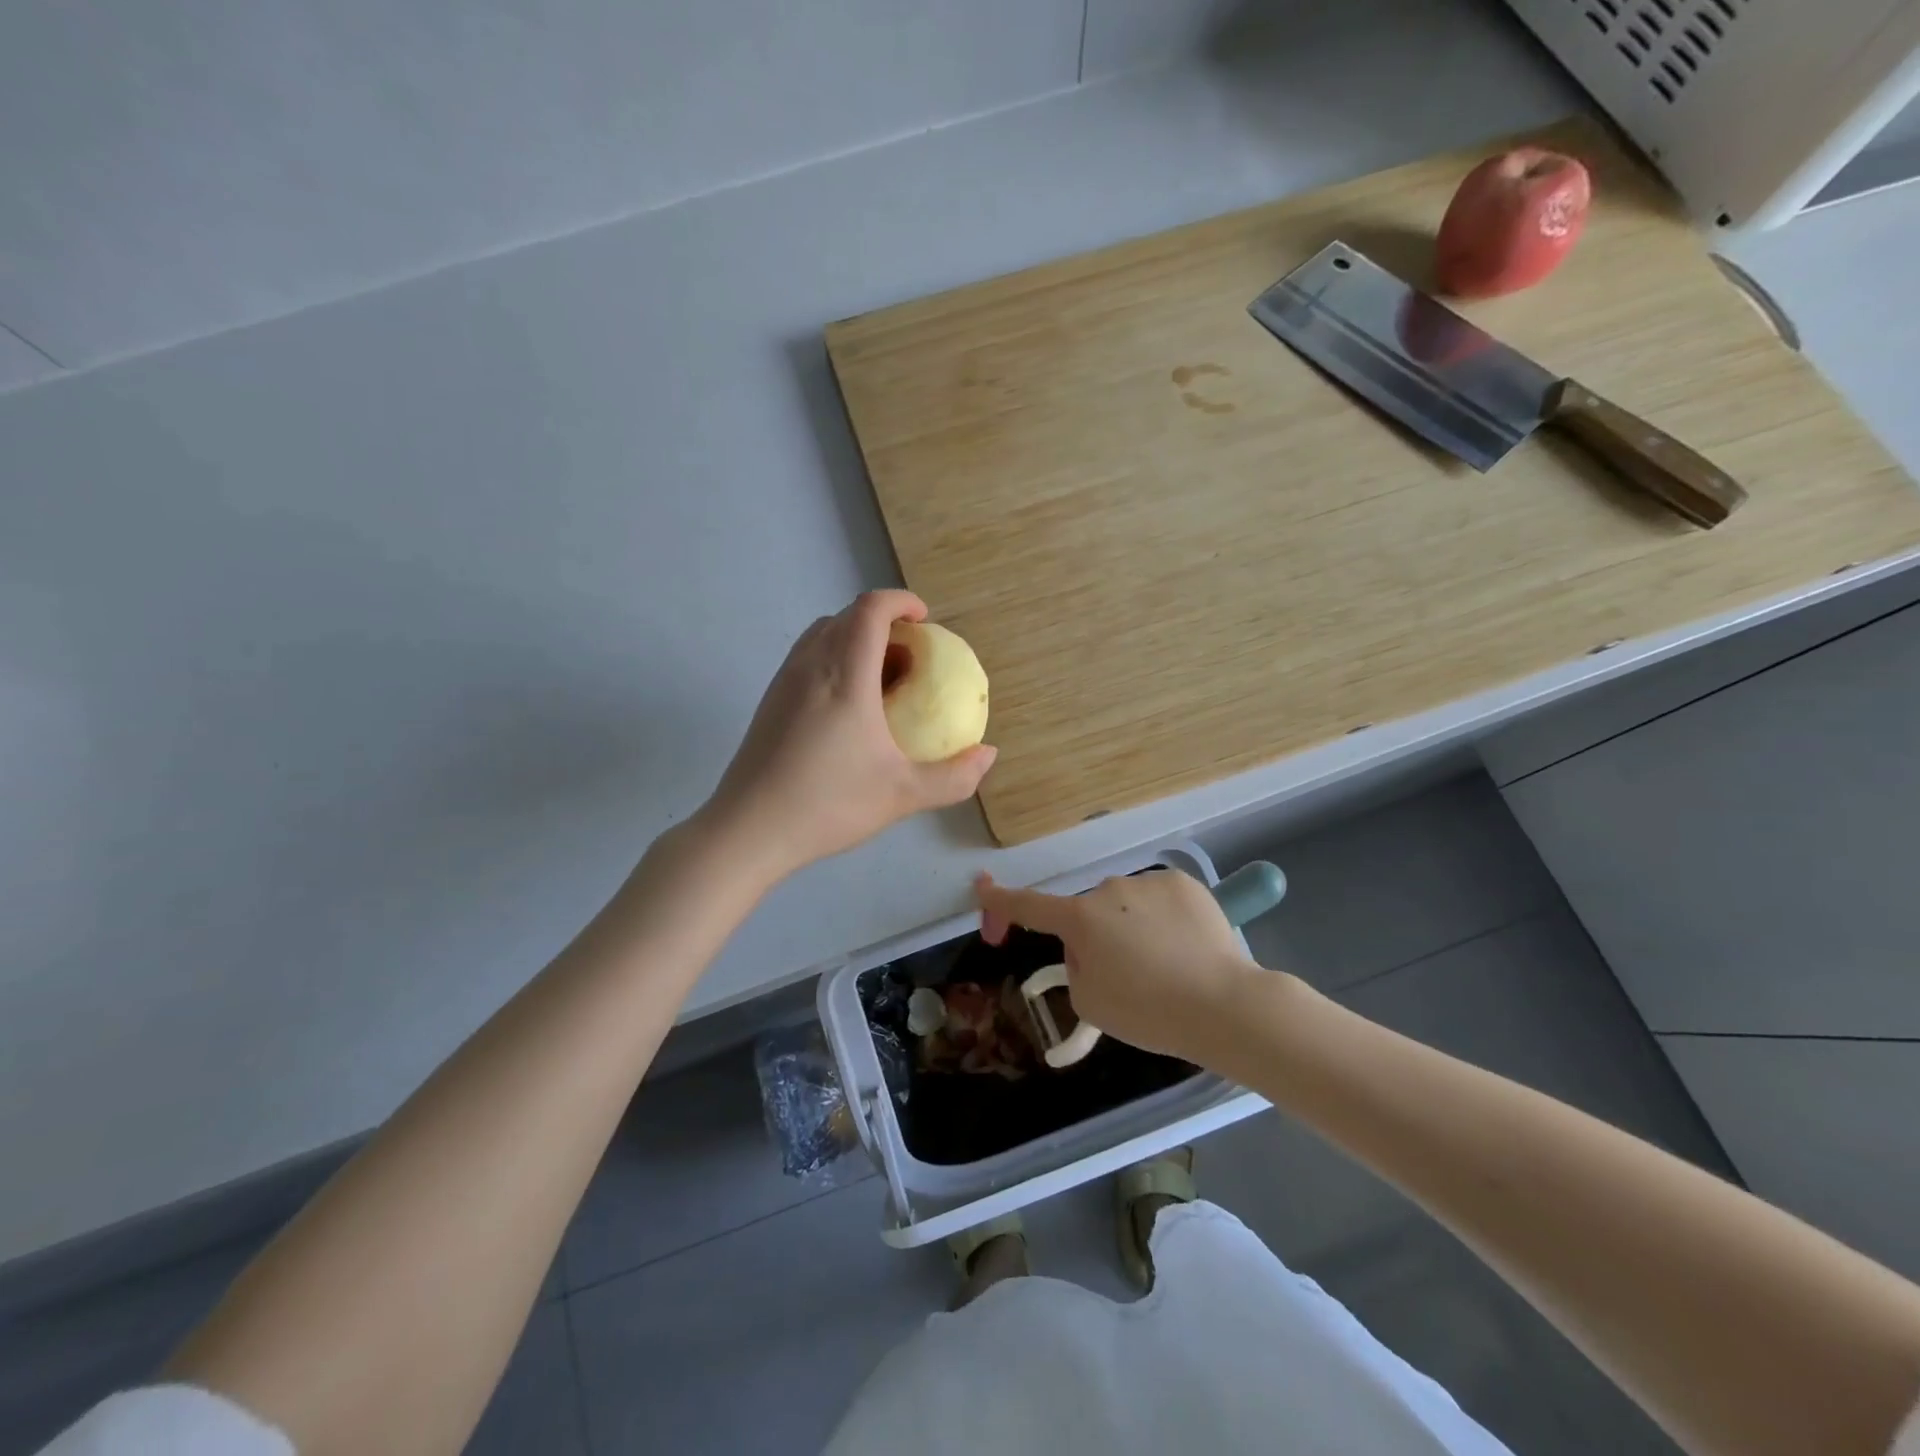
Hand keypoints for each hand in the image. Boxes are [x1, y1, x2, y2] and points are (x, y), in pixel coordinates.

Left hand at [699, 591, 995, 882]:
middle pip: (846, 617)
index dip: (901, 602)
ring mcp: (783, 682)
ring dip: (855, 640)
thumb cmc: (828, 805)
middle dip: (884, 623)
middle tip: (911, 659)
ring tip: (881, 681)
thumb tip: (987, 754)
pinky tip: (847, 709)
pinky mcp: (769, 702)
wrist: (748, 830)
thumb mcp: (903, 795)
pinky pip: (806, 659)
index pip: (870, 610)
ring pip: (822, 635)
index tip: (925, 621)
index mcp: (844, 676)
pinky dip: (834, 660)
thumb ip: (953, 776)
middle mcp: (810, 666)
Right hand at [975, 869, 1256, 1061]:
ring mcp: (1149, 881)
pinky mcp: (1184, 882)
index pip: (1029, 905)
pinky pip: (1159, 899)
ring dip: (1133, 926)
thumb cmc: (1149, 1011)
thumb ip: (1076, 968)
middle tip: (1127, 977)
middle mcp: (1109, 889)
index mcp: (1080, 919)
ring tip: (1167, 966)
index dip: (1001, 900)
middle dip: (1096, 937)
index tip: (982, 887)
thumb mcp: (1091, 1003)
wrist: (1223, 1004)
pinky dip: (1164, 918)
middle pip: (1090, 913)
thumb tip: (1090, 948)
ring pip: (1126, 904)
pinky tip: (1186, 947)